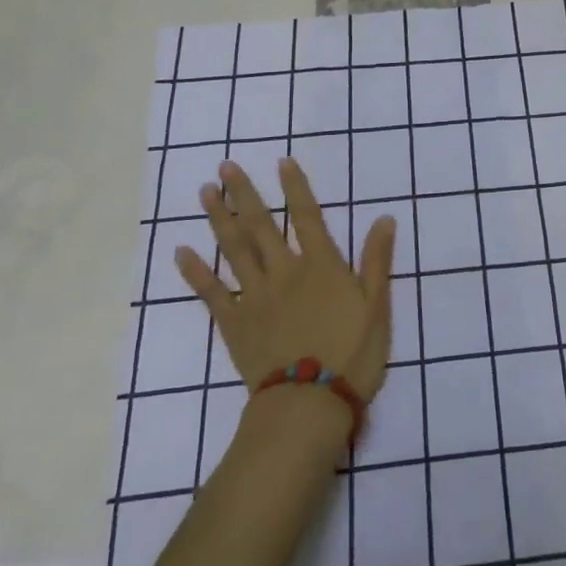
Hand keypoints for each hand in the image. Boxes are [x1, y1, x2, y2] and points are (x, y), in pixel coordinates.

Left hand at [176, 158, 396, 399]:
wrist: (309, 404)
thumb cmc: (352, 354)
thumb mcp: (376, 305)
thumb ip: (376, 260)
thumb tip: (384, 218)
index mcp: (320, 264)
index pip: (306, 215)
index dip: (295, 186)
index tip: (281, 160)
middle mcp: (284, 271)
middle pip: (261, 224)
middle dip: (243, 193)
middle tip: (225, 166)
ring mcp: (254, 296)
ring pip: (233, 249)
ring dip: (218, 218)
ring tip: (205, 192)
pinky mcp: (234, 323)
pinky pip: (211, 293)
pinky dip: (195, 271)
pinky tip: (182, 252)